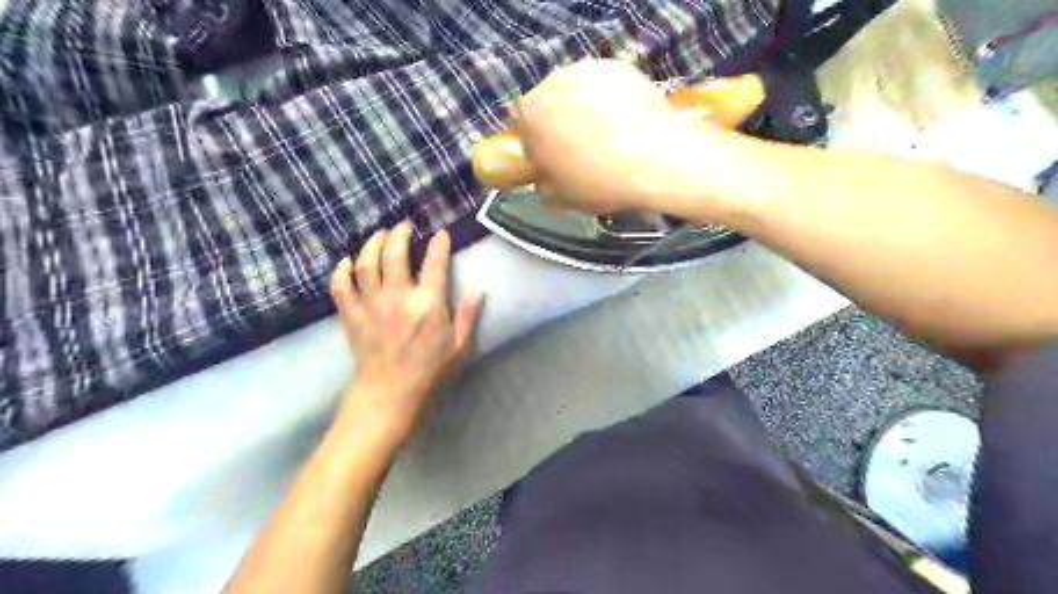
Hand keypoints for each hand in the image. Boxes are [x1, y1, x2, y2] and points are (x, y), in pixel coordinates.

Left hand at [330, 221, 484, 436]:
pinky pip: (341, 286)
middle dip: (399, 233)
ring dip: (372, 243)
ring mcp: (371, 304)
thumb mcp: (459, 347)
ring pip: (366, 262)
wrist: (389, 394)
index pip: (435, 263)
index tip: (441, 234)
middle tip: (404, 227)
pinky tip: (347, 262)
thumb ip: (468, 316)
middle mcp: (398, 297)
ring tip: (379, 235)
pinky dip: (342, 270)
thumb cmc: (429, 371)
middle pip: (394, 253)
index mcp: (428, 304)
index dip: (439, 244)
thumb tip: (479, 291)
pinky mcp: (352, 314)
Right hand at [514, 58, 727, 215]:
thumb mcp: (559, 198)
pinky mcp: (621, 67)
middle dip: (560, 125)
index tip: (554, 162)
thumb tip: (546, 178)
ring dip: (585, 111)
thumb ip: (543, 185)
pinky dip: (611, 102)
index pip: (524, 128)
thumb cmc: (599, 182)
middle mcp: (554, 81)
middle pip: (551, 105)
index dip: (539, 147)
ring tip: (608, 138)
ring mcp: (589, 69)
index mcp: (531, 113)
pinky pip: (606, 88)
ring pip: (578, 94)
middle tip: (582, 151)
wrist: (655, 160)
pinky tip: (626, 125)